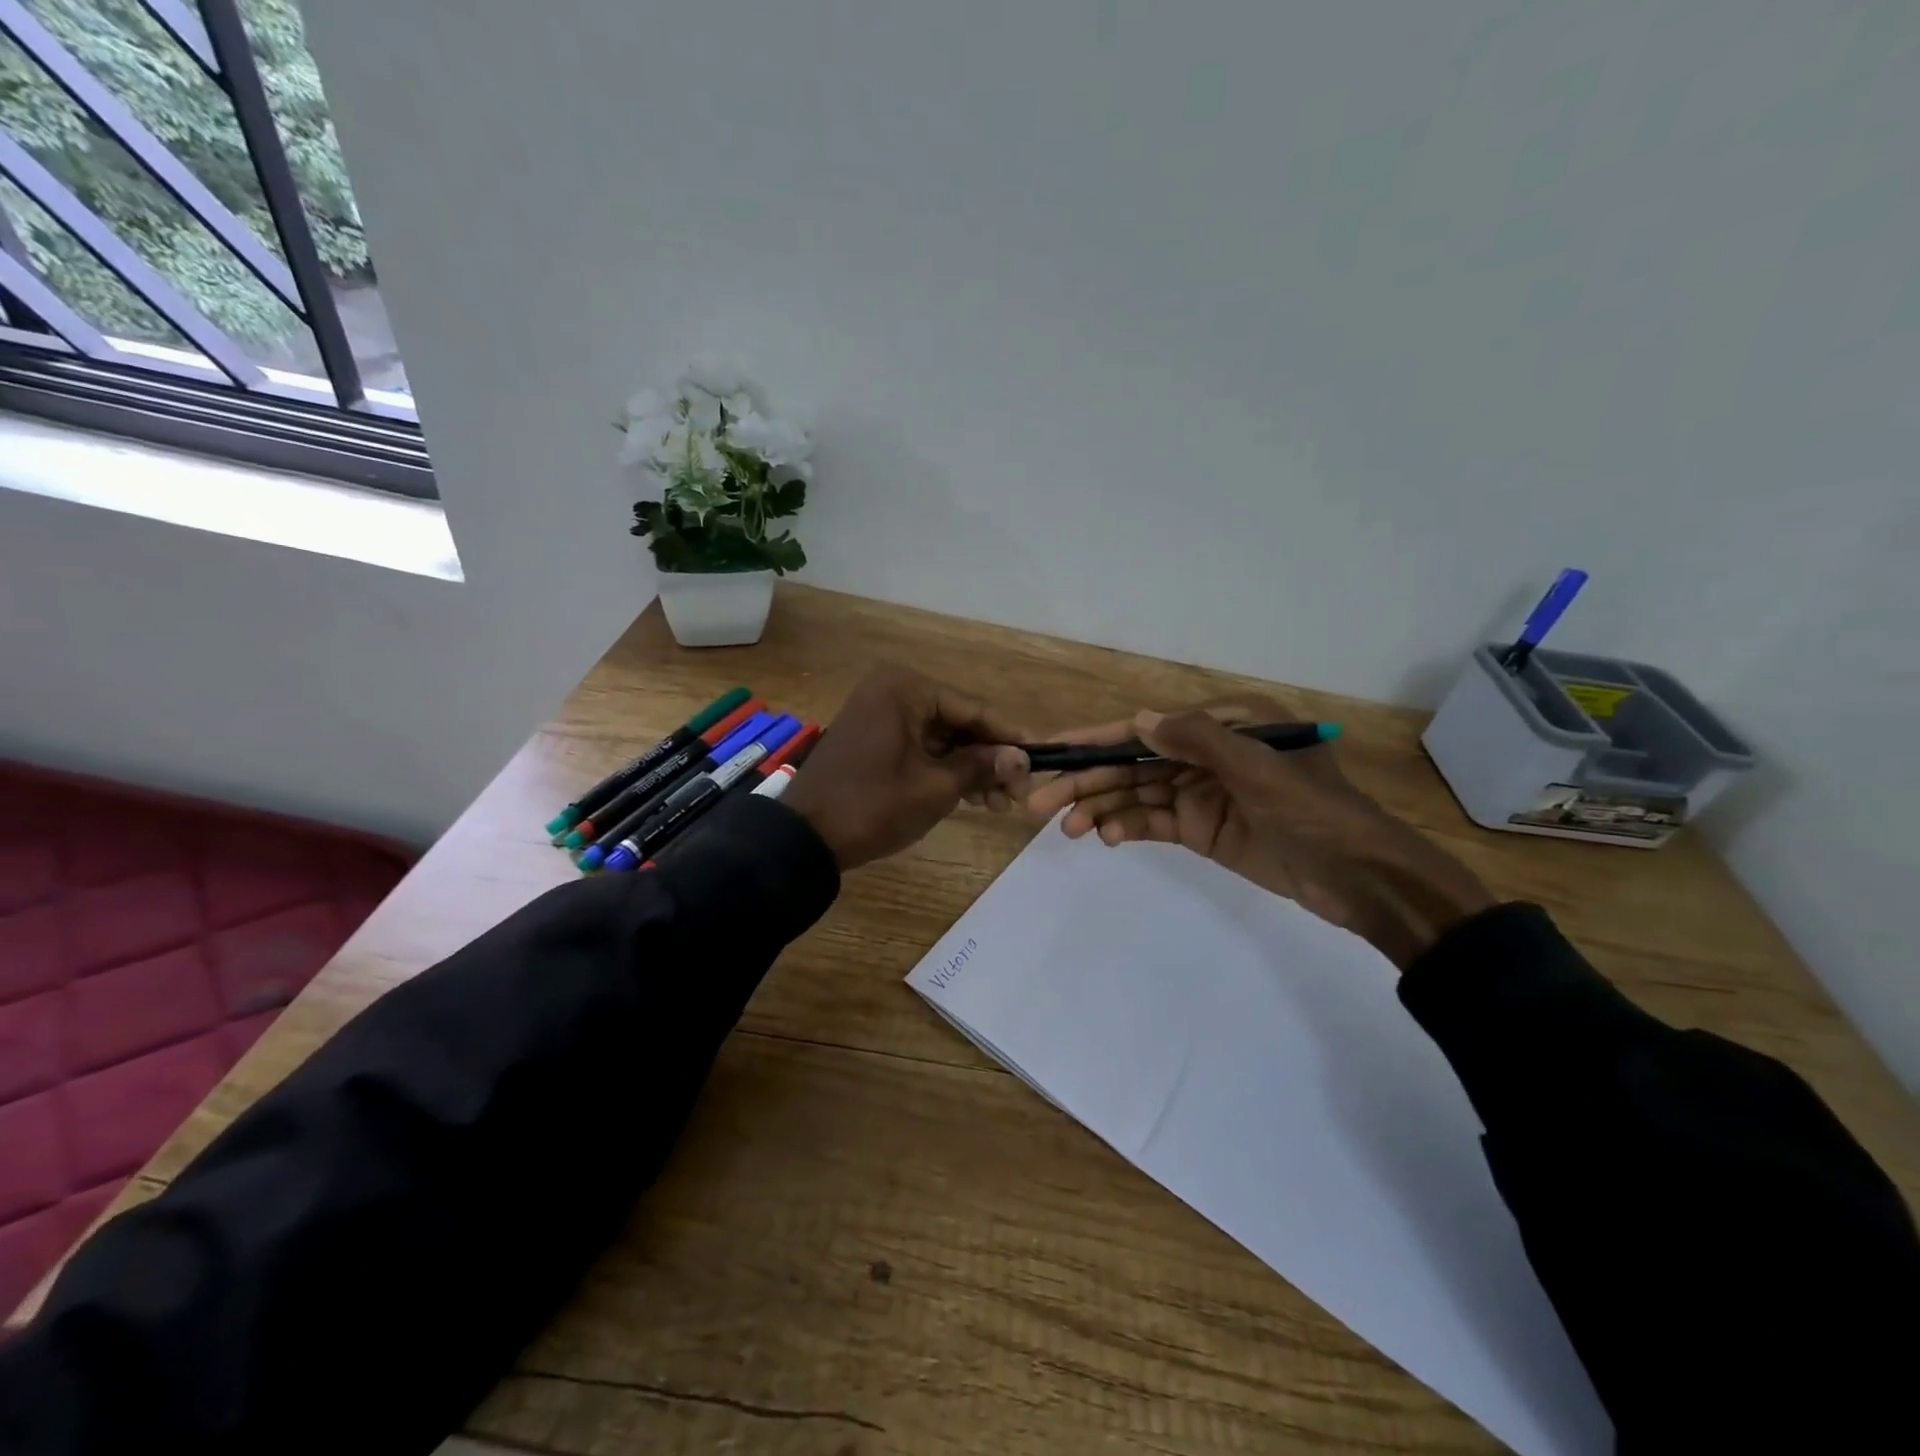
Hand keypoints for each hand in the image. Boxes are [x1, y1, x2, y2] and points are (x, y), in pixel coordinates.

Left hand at [783, 665, 1030, 869]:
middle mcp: (892, 691)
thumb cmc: (872, 806)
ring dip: (969, 768)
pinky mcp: (873, 739)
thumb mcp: (935, 788)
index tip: (1040, 760)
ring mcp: (879, 715)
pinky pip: (920, 748)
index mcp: (905, 688)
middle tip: (1017, 795)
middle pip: (958, 722)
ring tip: (997, 804)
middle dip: (989, 758)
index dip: (1009, 737)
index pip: (973, 709)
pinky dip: (944, 770)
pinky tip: (970, 796)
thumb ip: (981, 767)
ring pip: (941, 738)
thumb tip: (1022, 758)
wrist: (804, 837)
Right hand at [1024, 698, 1492, 968]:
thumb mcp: (1260, 769)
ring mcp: (1203, 793)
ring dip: (1102, 809)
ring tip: (1066, 829)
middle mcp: (1208, 753)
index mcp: (1225, 724)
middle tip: (1038, 803)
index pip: (1148, 728)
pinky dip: (1130, 829)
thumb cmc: (1315, 813)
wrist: (1362, 880)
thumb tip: (1138, 720)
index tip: (1053, 749)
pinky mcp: (1204, 829)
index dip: (1098, 739)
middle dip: (1089, 781)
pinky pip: (1156, 824)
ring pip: (1138, 796)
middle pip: (1135, 764)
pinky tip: (1108, 839)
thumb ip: (1199, 740)